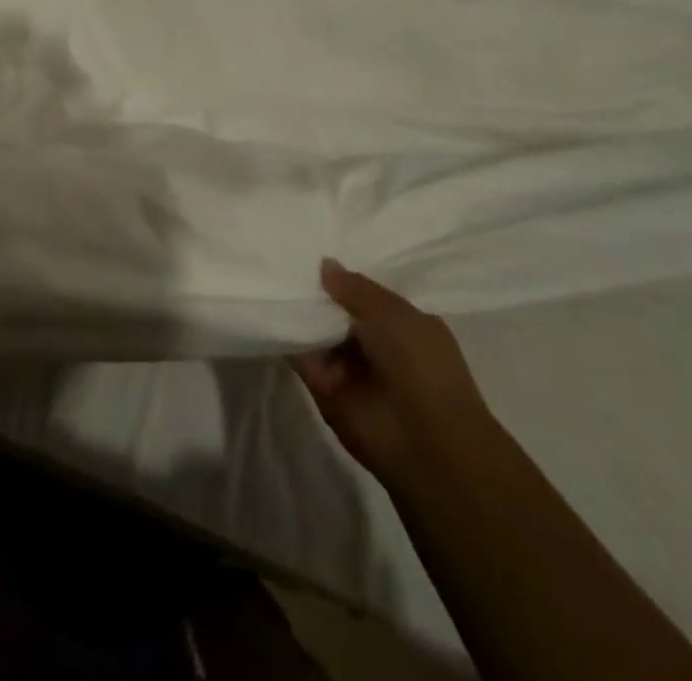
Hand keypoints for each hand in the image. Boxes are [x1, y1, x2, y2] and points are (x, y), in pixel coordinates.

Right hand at [291, 260, 489, 480]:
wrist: (423, 442)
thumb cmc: (421, 365)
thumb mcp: (393, 312)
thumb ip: (354, 287)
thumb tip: (324, 264)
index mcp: (404, 325)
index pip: (368, 295)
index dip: (345, 276)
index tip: (314, 249)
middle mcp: (376, 345)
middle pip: (338, 311)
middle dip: (317, 290)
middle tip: (284, 258)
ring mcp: (349, 368)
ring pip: (317, 330)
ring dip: (298, 310)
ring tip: (269, 274)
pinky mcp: (323, 387)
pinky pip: (300, 354)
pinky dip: (286, 334)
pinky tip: (268, 306)